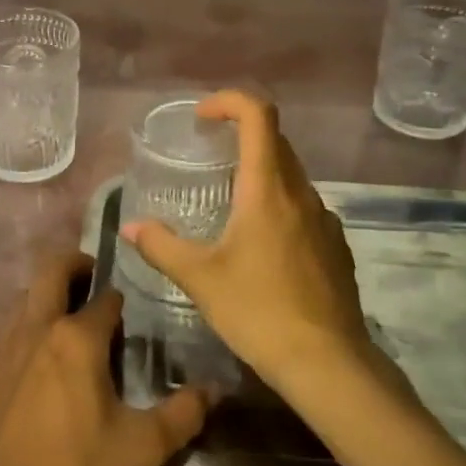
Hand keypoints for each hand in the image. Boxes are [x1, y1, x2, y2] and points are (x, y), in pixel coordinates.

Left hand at [0, 251, 209, 465]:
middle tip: (98, 276)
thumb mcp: (140, 449)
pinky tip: (48, 356)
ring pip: (28, 298)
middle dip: (76, 264)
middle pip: (52, 272)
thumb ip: (182, 414)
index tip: (140, 305)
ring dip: (51, 293)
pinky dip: (33, 322)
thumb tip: (215, 388)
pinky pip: (14, 328)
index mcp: (76, 338)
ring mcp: (7, 349)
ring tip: (77, 316)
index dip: (125, 298)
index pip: (106, 298)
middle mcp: (38, 329)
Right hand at [120, 90, 393, 400]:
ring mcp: (324, 219)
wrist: (329, 364)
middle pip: (274, 141)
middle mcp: (301, 193)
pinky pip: (303, 207)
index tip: (202, 118)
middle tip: (207, 155)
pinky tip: (260, 246)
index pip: (258, 115)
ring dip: (258, 173)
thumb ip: (161, 246)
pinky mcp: (335, 246)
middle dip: (240, 136)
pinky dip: (278, 204)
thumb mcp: (200, 278)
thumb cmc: (259, 311)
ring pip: (290, 176)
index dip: (229, 102)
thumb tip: (129, 228)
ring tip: (228, 204)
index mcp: (267, 188)